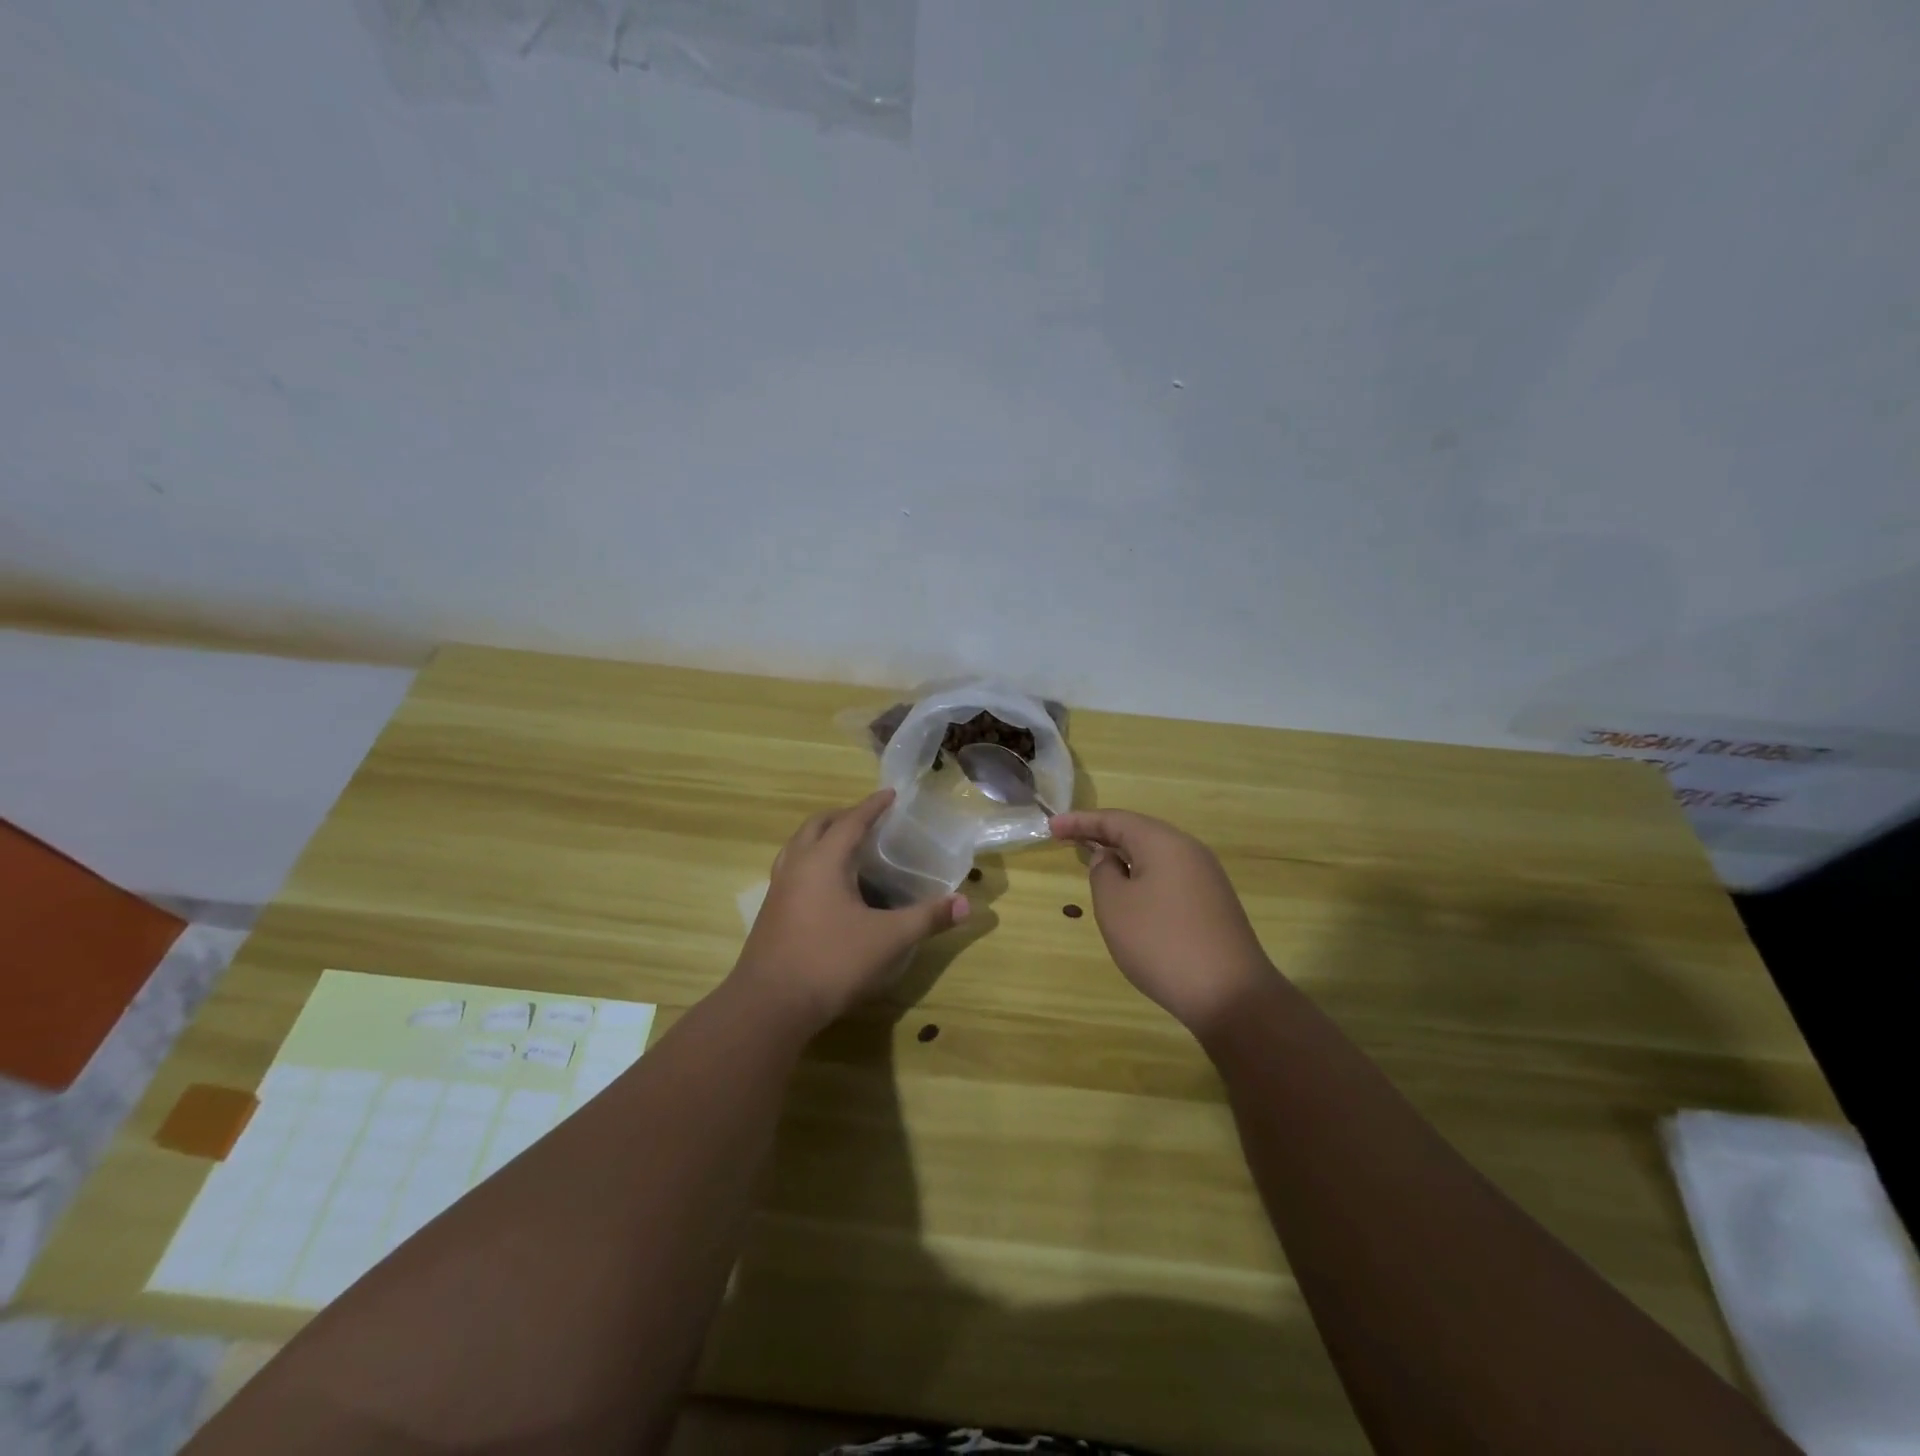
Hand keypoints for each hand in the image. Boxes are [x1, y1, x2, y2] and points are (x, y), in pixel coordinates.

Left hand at [733, 789, 969, 1030]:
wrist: (770, 1005)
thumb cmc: (831, 961)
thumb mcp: (888, 939)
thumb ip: (927, 918)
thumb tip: (966, 904)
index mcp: (824, 861)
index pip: (852, 821)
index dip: (873, 806)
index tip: (890, 794)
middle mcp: (797, 865)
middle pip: (817, 826)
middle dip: (843, 816)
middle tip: (869, 820)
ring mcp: (779, 889)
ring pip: (798, 847)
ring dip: (821, 837)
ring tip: (846, 847)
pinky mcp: (771, 912)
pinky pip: (792, 869)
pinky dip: (811, 862)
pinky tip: (827, 887)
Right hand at [1050, 809, 1277, 1036]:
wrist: (1230, 995)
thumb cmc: (1161, 942)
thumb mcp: (1115, 905)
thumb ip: (1103, 872)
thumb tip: (1110, 858)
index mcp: (1164, 843)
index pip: (1115, 819)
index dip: (1081, 822)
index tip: (1051, 827)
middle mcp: (1189, 851)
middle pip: (1138, 832)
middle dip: (1102, 834)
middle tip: (1069, 840)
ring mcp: (1206, 878)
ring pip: (1155, 855)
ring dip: (1123, 856)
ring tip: (1095, 863)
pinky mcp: (1213, 904)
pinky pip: (1169, 876)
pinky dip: (1142, 875)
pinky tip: (1130, 893)